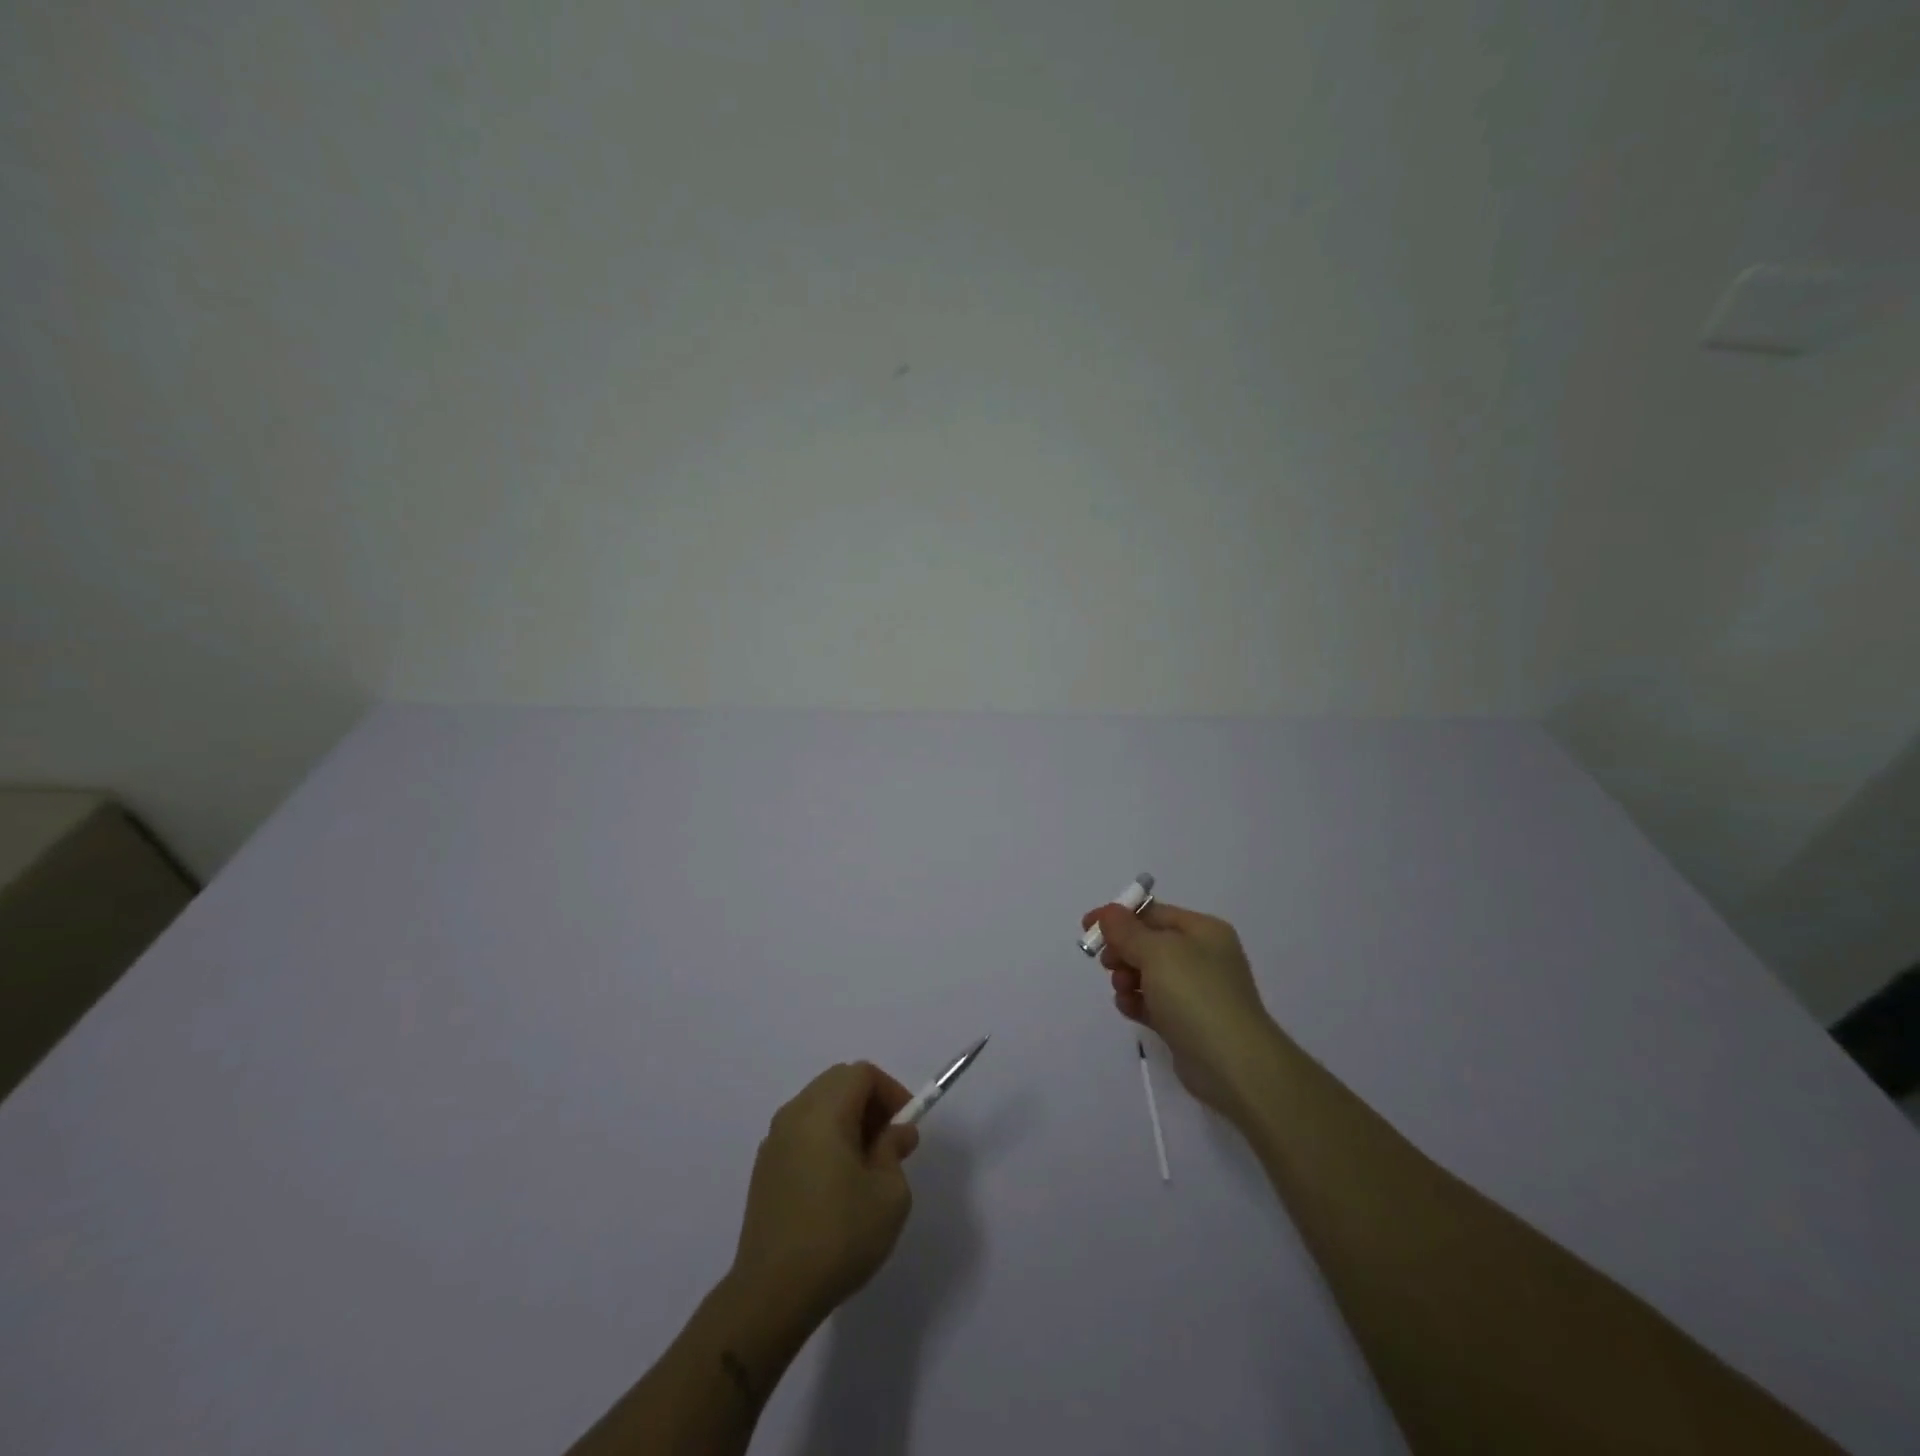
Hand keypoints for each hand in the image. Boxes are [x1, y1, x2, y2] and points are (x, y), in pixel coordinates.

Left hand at [730, 1063, 919, 1330]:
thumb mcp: (889, 1195)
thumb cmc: (839, 1237)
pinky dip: (825, 1138)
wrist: (771, 1294)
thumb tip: (896, 1131)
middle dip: (870, 1101)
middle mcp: (794, 1115)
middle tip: (890, 1140)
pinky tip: (836, 1182)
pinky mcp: (764, 1168)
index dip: (891, 1090)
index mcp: (823, 1112)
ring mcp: (774, 1141)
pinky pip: (802, 1132)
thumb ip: (894, 1151)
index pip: (861, 1073)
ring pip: (818, 1105)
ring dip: (847, 1119)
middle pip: (837, 1082)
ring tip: (866, 1163)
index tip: (907, 1125)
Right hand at [1082, 900, 1279, 1120]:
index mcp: (1203, 931)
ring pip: (1148, 974)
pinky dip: (1137, 1001)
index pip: (1153, 913)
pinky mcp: (1188, 1022)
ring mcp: (1197, 991)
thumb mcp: (1156, 952)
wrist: (1233, 1064)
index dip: (1119, 917)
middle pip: (1149, 943)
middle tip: (1107, 963)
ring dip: (1127, 978)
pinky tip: (1129, 1009)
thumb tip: (1109, 913)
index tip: (1087, 927)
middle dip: (1123, 950)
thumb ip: (1127, 931)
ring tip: (1123, 990)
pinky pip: (1154, 1002)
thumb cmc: (1195, 995)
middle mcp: (1203, 956)